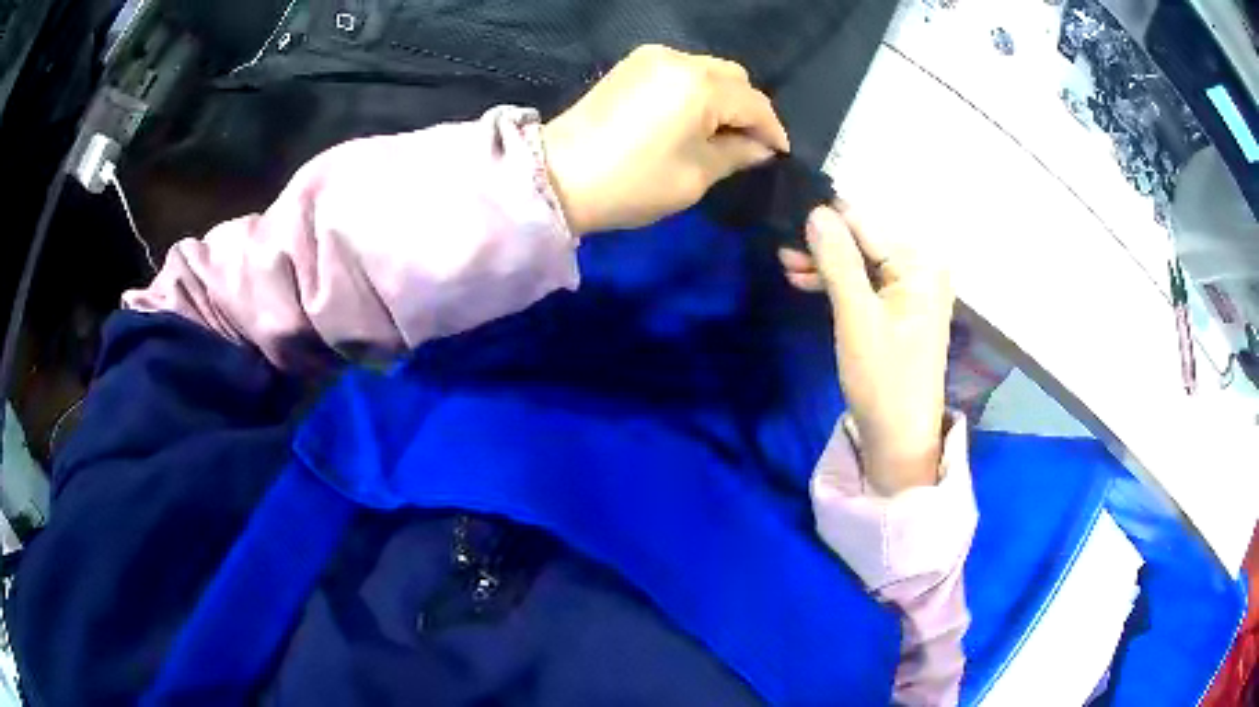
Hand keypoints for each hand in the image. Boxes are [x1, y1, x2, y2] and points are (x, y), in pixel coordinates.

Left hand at [542, 45, 788, 235]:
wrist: (557, 176)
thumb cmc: (633, 182)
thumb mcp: (697, 175)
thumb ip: (737, 154)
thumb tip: (761, 148)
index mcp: (701, 86)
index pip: (755, 103)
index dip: (772, 130)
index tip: (780, 154)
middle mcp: (679, 59)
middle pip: (735, 78)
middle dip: (749, 109)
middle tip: (748, 144)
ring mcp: (651, 58)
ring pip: (708, 71)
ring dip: (723, 98)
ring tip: (719, 132)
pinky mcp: (631, 65)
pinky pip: (681, 71)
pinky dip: (696, 91)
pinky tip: (690, 118)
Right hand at [780, 205, 953, 494]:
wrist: (899, 439)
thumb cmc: (882, 378)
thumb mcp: (856, 316)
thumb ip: (838, 260)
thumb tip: (816, 210)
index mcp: (920, 265)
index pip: (865, 225)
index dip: (825, 224)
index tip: (786, 225)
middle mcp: (921, 269)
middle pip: (864, 242)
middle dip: (824, 246)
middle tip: (782, 255)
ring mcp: (912, 290)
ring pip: (861, 263)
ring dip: (826, 265)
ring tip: (787, 268)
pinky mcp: (900, 310)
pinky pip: (866, 284)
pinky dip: (839, 284)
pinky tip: (808, 282)